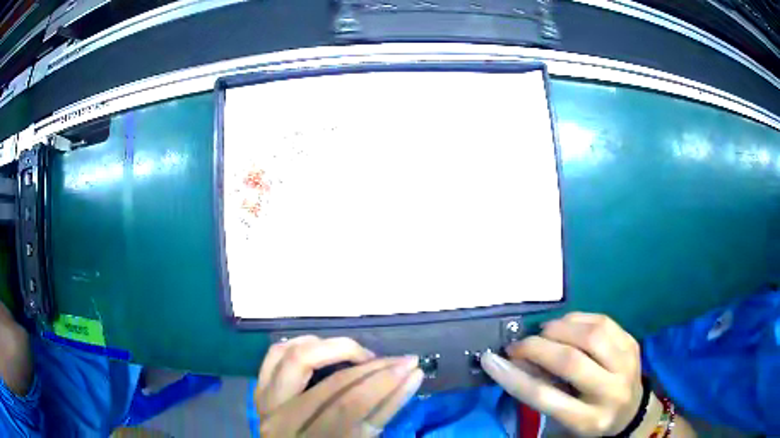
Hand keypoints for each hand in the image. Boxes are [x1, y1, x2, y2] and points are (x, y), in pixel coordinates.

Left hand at [255, 335, 423, 436]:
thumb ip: (384, 410)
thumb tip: (412, 375)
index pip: (350, 406)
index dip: (383, 383)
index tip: (412, 366)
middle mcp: (282, 420)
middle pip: (327, 382)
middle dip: (370, 366)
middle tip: (396, 359)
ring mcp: (266, 402)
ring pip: (293, 357)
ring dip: (331, 348)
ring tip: (359, 354)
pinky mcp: (260, 389)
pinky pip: (274, 355)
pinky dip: (300, 344)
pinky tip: (323, 346)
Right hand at [481, 312, 644, 435]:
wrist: (630, 411)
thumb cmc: (589, 419)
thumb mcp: (563, 419)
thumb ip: (542, 393)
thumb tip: (515, 361)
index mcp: (588, 419)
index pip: (545, 397)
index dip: (513, 377)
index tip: (491, 360)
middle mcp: (611, 392)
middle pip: (570, 362)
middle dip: (536, 348)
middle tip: (518, 345)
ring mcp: (627, 364)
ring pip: (590, 335)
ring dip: (559, 328)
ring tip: (544, 333)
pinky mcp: (632, 343)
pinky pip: (602, 321)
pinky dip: (577, 319)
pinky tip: (565, 325)